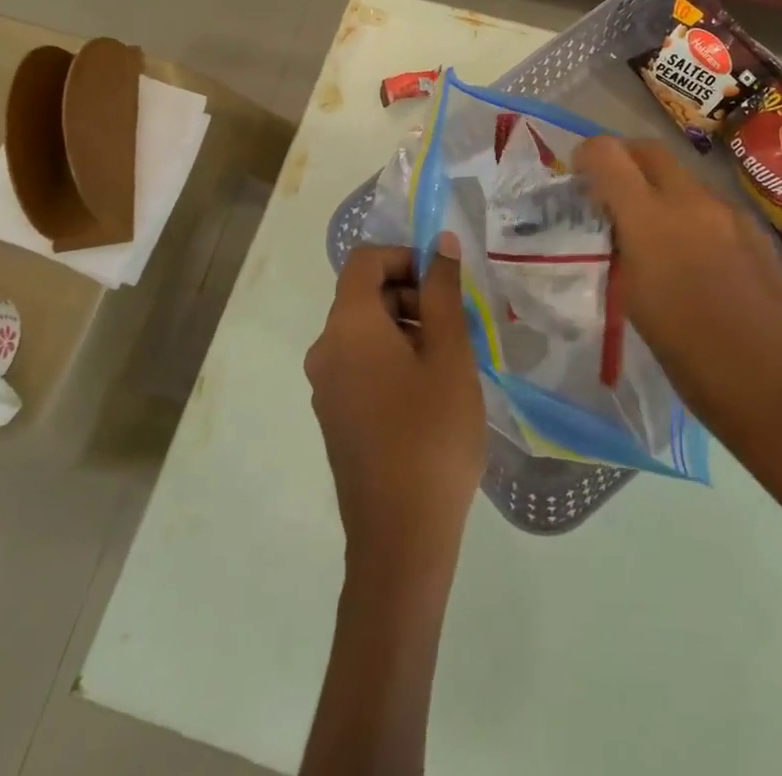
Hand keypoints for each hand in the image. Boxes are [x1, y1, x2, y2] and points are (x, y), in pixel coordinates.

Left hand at [306, 243, 486, 568]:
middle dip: (412, 296)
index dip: (406, 258)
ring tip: (449, 363)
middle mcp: (325, 350)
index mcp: (348, 327)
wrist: (401, 537)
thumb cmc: (432, 434)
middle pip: (364, 295)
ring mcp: (325, 387)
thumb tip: (440, 243)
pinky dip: (393, 358)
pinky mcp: (335, 416)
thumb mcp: (449, 354)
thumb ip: (443, 292)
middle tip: (456, 329)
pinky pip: (360, 363)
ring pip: (365, 330)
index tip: (444, 286)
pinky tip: (429, 394)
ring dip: (407, 328)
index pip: (366, 261)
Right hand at [575, 137, 781, 545]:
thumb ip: (622, 248)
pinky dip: (689, 212)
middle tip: (609, 194)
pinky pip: (710, 203)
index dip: (586, 156)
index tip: (578, 179)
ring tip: (650, 232)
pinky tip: (693, 256)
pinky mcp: (755, 230)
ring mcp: (730, 212)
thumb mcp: (636, 303)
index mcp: (653, 221)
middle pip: (649, 150)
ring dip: (657, 188)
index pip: (609, 154)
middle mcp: (693, 202)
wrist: (778, 389)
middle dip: (623, 160)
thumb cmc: (692, 359)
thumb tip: (615, 225)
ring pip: (682, 176)